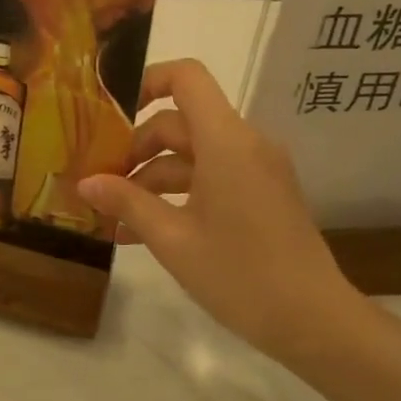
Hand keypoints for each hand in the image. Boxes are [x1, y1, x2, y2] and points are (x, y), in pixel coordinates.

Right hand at [78, 60, 369, 363]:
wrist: (315, 322)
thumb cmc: (240, 276)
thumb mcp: (172, 240)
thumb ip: (126, 203)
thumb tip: (84, 183)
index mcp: (226, 142)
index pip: (187, 77)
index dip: (147, 81)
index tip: (111, 112)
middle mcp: (245, 143)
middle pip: (180, 122)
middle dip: (137, 148)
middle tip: (101, 182)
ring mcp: (257, 169)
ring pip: (193, 154)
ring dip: (153, 178)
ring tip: (115, 217)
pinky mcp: (263, 193)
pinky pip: (212, 176)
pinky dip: (180, 192)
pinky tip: (145, 229)